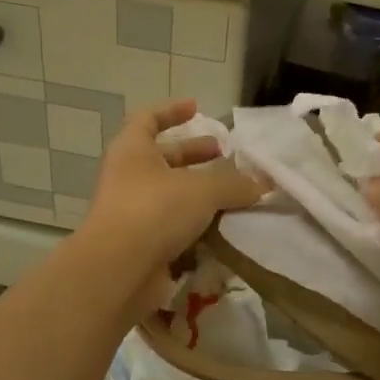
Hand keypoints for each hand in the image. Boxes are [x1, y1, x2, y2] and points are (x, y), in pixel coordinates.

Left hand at [80, 99, 265, 305]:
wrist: (119, 271)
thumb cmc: (154, 211)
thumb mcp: (203, 189)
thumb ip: (234, 184)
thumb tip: (260, 185)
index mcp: (133, 151)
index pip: (148, 118)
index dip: (172, 111)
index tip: (197, 108)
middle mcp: (129, 178)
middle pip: (164, 159)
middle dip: (195, 156)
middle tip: (225, 156)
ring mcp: (133, 214)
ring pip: (172, 197)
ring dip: (201, 195)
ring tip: (235, 197)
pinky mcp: (143, 246)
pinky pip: (174, 230)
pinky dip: (197, 228)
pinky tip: (224, 231)